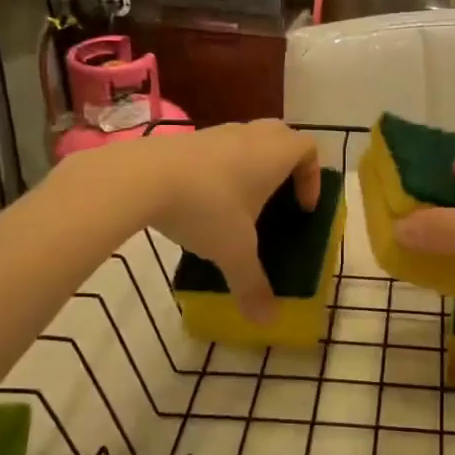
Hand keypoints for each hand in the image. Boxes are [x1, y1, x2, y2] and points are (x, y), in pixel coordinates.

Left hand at [127, 120, 319, 322]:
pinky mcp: (185, 139)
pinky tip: (202, 200)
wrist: (141, 177)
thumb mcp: (234, 253)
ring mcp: (216, 133)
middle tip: (278, 198)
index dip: (312, 176)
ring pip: (245, 140)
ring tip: (238, 204)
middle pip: (280, 136)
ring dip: (250, 165)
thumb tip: (268, 322)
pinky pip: (215, 149)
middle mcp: (250, 135)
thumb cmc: (206, 207)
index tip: (302, 207)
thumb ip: (253, 285)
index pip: (308, 149)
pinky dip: (218, 168)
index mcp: (274, 153)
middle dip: (285, 164)